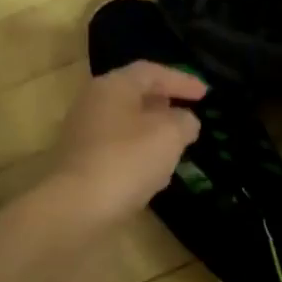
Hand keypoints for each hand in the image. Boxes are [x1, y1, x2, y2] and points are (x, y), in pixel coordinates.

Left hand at [43, 61, 205, 233]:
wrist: (75, 209)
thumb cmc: (126, 160)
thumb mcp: (169, 135)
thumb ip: (184, 121)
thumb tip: (185, 121)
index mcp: (113, 86)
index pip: (151, 72)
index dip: (181, 80)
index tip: (206, 94)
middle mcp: (92, 103)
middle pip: (134, 95)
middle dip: (164, 104)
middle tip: (188, 114)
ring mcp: (82, 133)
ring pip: (125, 123)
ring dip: (152, 131)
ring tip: (176, 144)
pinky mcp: (80, 163)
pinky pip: (116, 148)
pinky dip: (138, 153)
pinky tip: (154, 172)